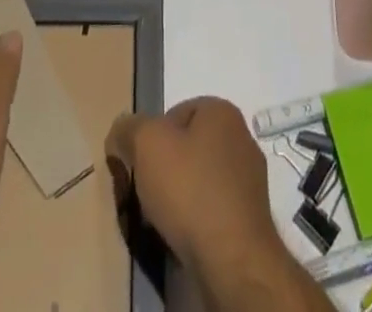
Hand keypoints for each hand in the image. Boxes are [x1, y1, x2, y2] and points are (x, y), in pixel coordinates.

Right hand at [104, 98, 281, 275]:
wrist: (232, 260)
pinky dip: (195, 221)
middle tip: (146, 195)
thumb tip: (120, 133)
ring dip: (179, 198)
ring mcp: (250, 180)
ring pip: (199, 181)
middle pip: (188, 148)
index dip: (151, 139)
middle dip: (164, 170)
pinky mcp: (250, 219)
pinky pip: (212, 211)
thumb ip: (128, 129)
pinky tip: (183, 238)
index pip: (175, 113)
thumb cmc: (190, 188)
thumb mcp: (145, 143)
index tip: (139, 166)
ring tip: (161, 221)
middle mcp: (241, 137)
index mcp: (222, 111)